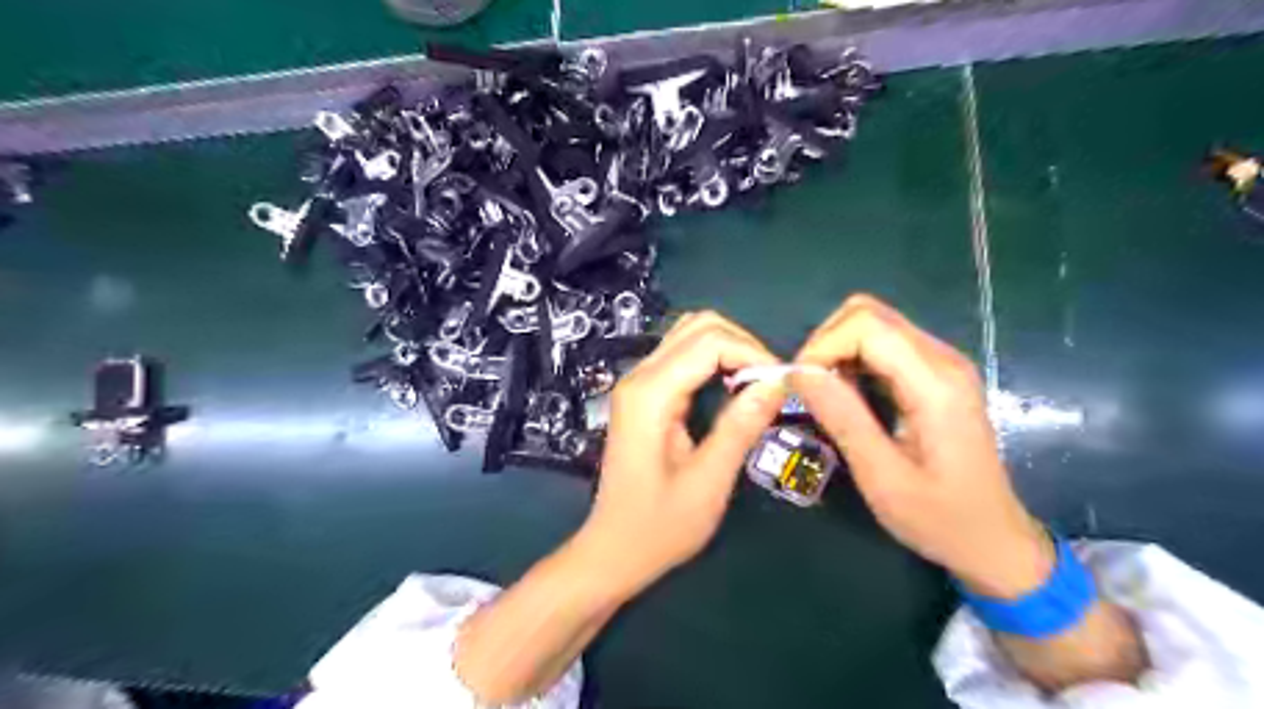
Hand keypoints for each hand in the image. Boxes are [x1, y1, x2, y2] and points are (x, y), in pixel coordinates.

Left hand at [582, 312, 787, 593]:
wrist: (613, 550)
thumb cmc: (658, 527)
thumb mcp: (708, 482)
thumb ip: (741, 426)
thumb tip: (777, 381)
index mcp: (650, 394)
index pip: (709, 341)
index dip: (752, 353)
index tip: (782, 384)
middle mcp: (639, 376)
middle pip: (698, 326)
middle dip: (742, 344)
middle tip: (770, 383)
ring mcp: (637, 383)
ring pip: (689, 335)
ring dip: (729, 349)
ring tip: (756, 385)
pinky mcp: (643, 394)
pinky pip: (683, 357)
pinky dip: (715, 361)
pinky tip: (733, 389)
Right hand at [792, 292, 1051, 598]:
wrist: (993, 540)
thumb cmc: (939, 518)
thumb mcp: (882, 477)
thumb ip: (842, 418)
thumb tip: (798, 373)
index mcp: (935, 383)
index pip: (866, 325)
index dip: (822, 346)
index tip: (799, 386)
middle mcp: (942, 359)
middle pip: (868, 313)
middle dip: (825, 343)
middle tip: (807, 388)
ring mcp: (942, 363)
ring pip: (873, 323)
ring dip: (837, 350)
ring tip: (823, 395)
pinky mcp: (935, 373)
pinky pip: (883, 344)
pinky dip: (852, 359)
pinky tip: (847, 395)